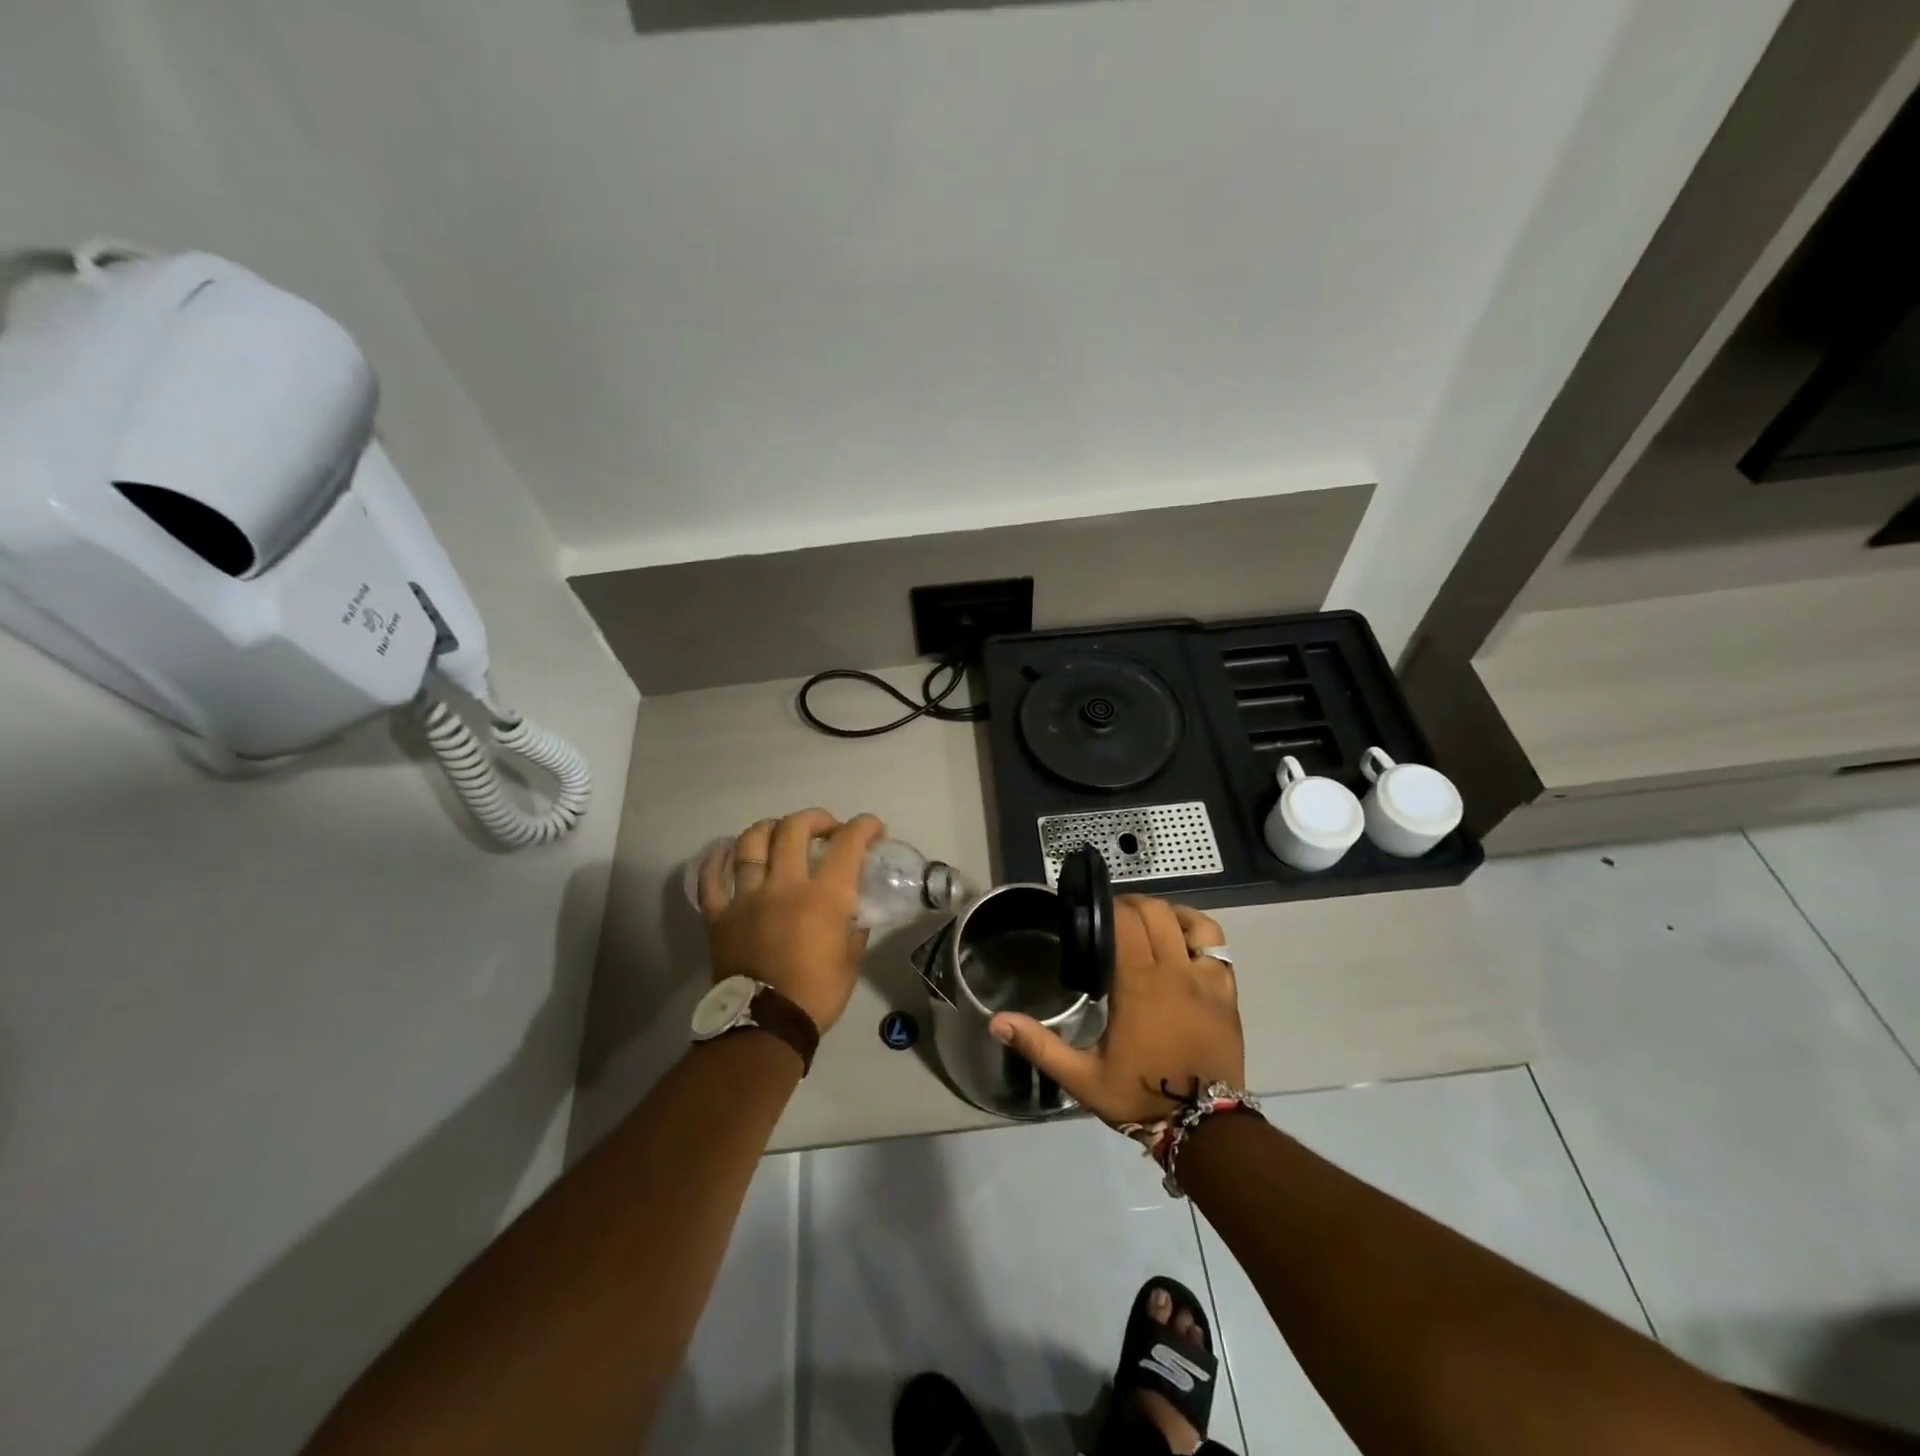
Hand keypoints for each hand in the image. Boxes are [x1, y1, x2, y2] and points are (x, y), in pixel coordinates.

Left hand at [699, 809, 884, 1033]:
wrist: (765, 1025)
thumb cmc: (817, 994)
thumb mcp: (851, 959)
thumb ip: (854, 927)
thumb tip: (854, 911)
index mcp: (823, 896)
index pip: (847, 843)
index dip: (864, 826)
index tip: (874, 828)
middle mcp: (784, 885)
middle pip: (794, 828)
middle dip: (816, 819)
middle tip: (826, 828)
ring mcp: (747, 897)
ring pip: (751, 843)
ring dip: (769, 828)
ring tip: (779, 832)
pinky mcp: (720, 915)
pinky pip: (711, 879)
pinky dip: (717, 861)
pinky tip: (725, 852)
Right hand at [989, 895, 1243, 1126]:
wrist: (1204, 1127)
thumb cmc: (1140, 1096)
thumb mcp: (1081, 1077)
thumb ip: (1039, 1045)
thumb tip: (996, 1021)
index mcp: (1137, 984)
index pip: (1124, 922)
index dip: (1108, 908)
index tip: (1091, 914)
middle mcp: (1172, 970)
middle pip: (1153, 913)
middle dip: (1130, 906)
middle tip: (1111, 919)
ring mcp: (1204, 978)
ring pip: (1185, 920)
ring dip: (1163, 912)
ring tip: (1145, 922)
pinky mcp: (1226, 990)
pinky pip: (1214, 942)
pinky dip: (1195, 929)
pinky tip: (1181, 938)